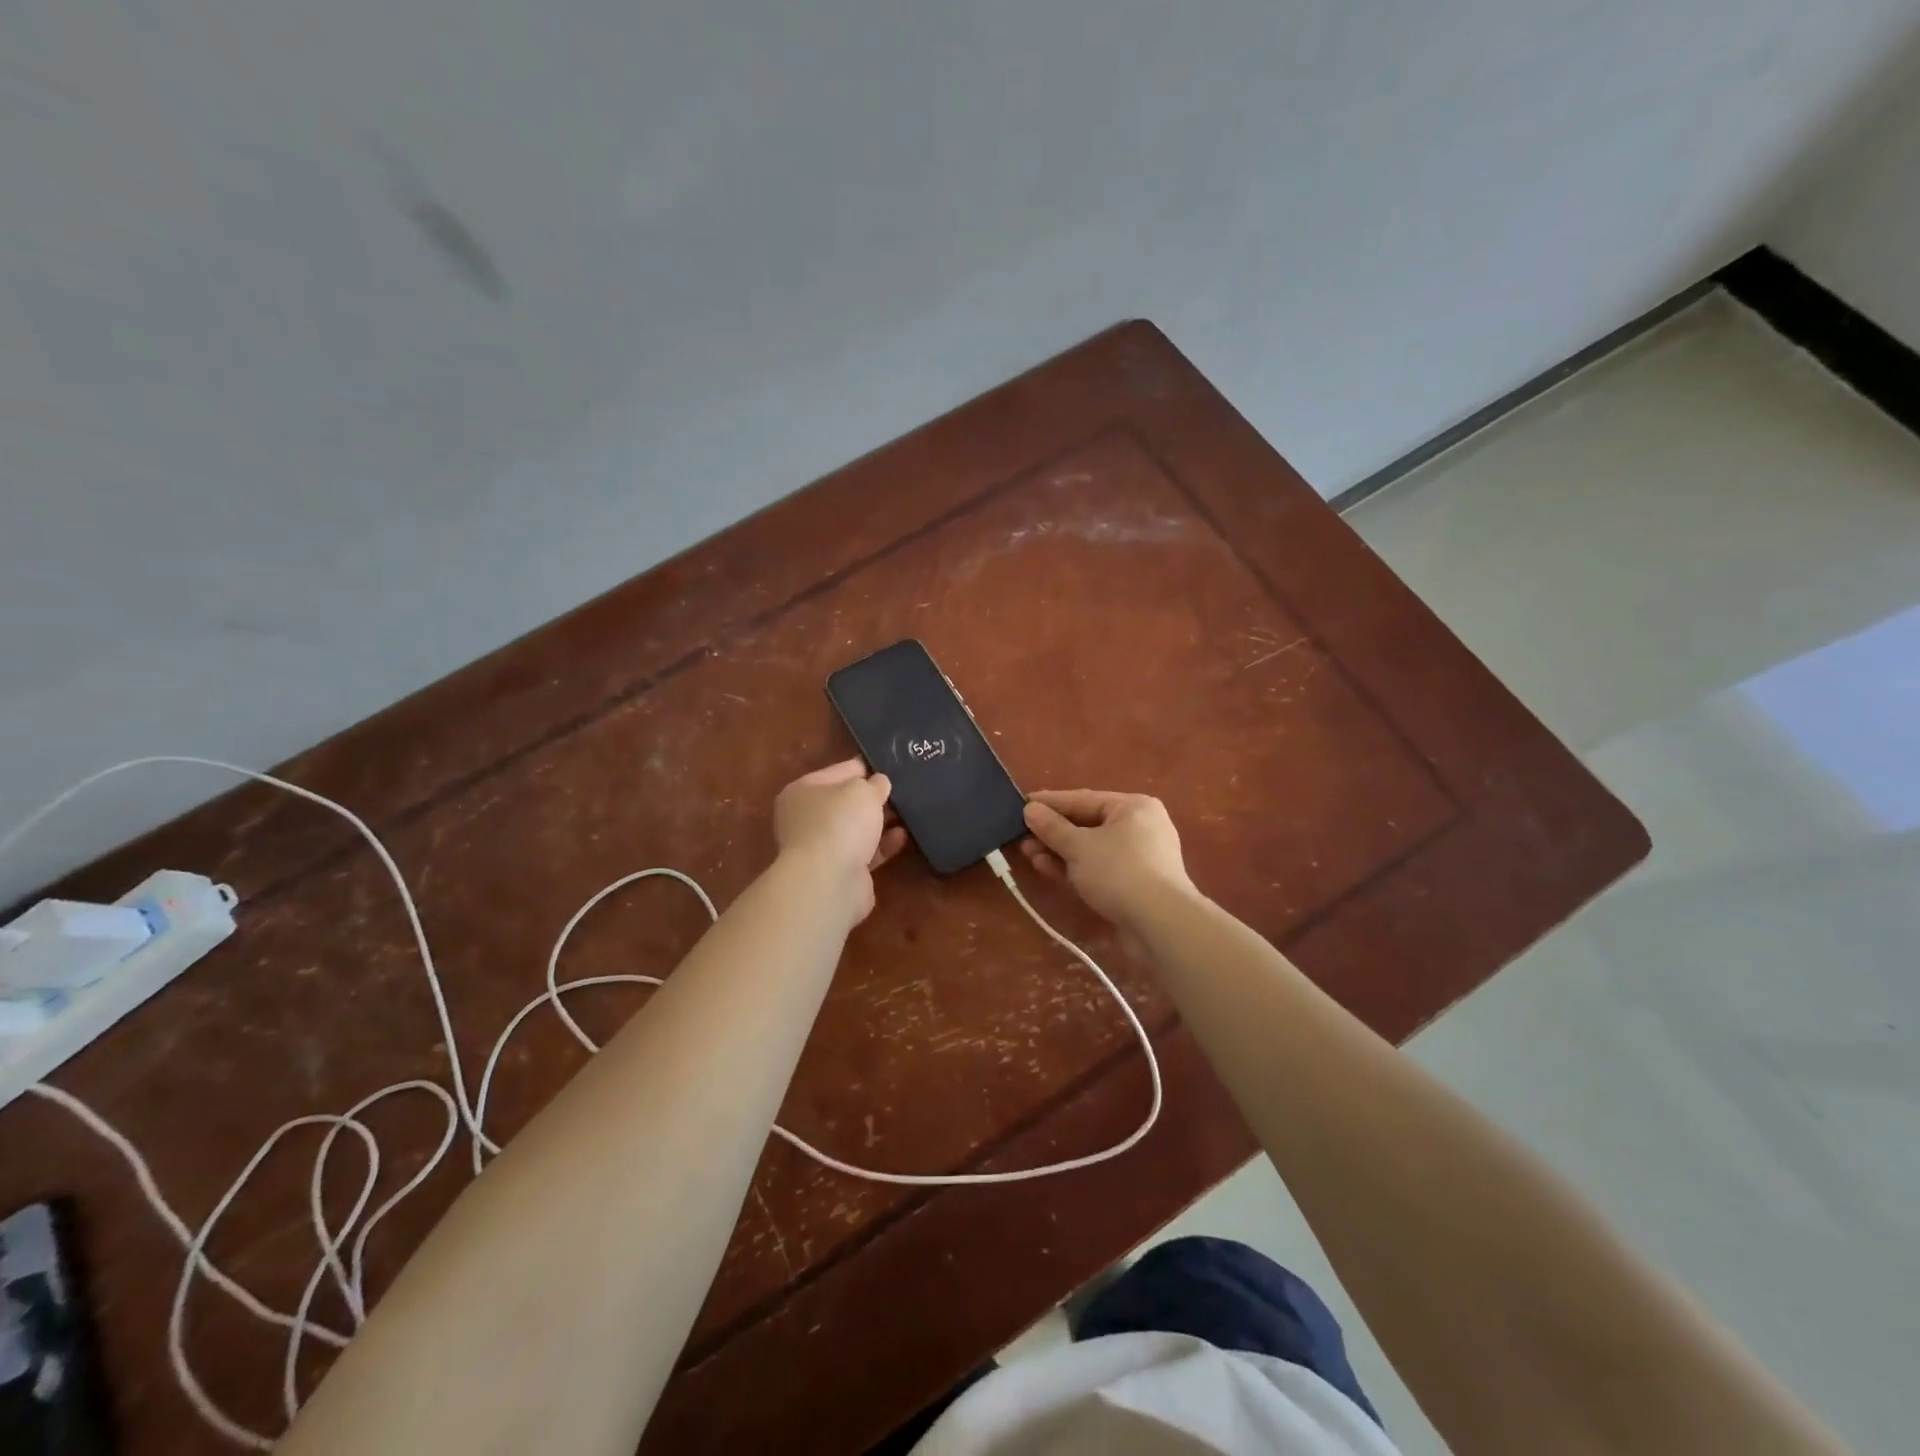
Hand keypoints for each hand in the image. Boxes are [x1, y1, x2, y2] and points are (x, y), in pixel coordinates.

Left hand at [773, 759, 907, 922]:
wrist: (829, 881)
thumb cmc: (840, 823)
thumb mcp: (863, 790)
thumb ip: (874, 783)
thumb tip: (879, 783)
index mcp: (803, 791)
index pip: (840, 771)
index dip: (866, 766)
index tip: (892, 765)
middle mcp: (807, 818)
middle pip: (846, 802)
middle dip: (873, 797)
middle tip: (904, 789)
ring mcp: (821, 847)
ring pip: (856, 828)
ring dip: (879, 822)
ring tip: (908, 812)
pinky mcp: (839, 871)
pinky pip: (865, 852)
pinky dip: (882, 844)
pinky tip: (902, 836)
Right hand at [1019, 790, 1195, 930]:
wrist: (1161, 926)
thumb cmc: (1119, 872)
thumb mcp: (1079, 846)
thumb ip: (1052, 827)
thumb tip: (1030, 810)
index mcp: (1133, 807)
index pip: (1083, 798)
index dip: (1050, 803)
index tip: (1021, 805)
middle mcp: (1139, 827)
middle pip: (1087, 824)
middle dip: (1053, 832)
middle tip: (1021, 836)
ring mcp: (1139, 858)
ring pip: (1091, 849)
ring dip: (1059, 851)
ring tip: (1028, 854)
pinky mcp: (1134, 884)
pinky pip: (1098, 868)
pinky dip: (1074, 868)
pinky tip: (1047, 869)